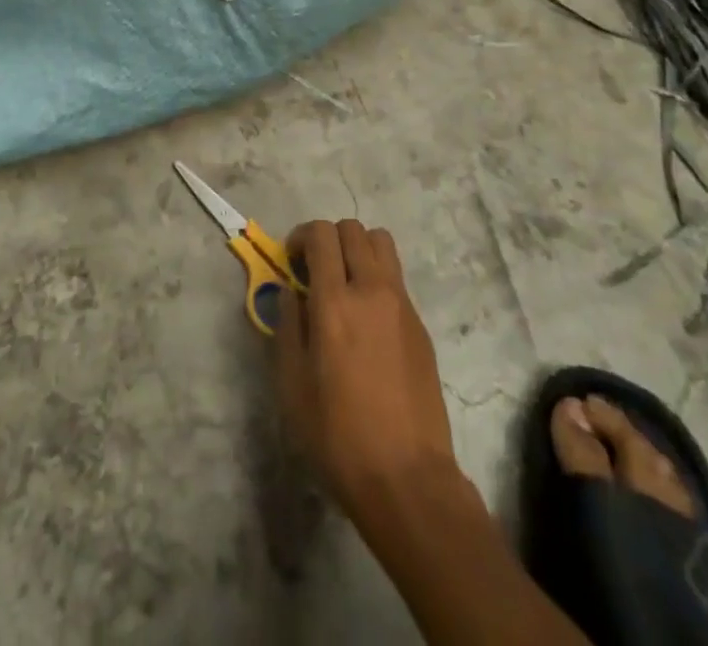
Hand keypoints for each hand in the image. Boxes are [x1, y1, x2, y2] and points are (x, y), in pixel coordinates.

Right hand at [275, 219, 458, 525]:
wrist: (407, 477)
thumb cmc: (339, 437)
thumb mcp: (293, 387)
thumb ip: (287, 327)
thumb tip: (289, 291)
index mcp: (335, 303)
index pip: (322, 234)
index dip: (302, 236)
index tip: (291, 260)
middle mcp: (372, 290)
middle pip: (353, 230)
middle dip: (328, 239)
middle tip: (314, 271)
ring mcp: (402, 304)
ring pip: (381, 243)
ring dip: (357, 250)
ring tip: (344, 284)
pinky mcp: (420, 324)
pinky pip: (396, 277)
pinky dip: (377, 278)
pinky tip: (367, 320)